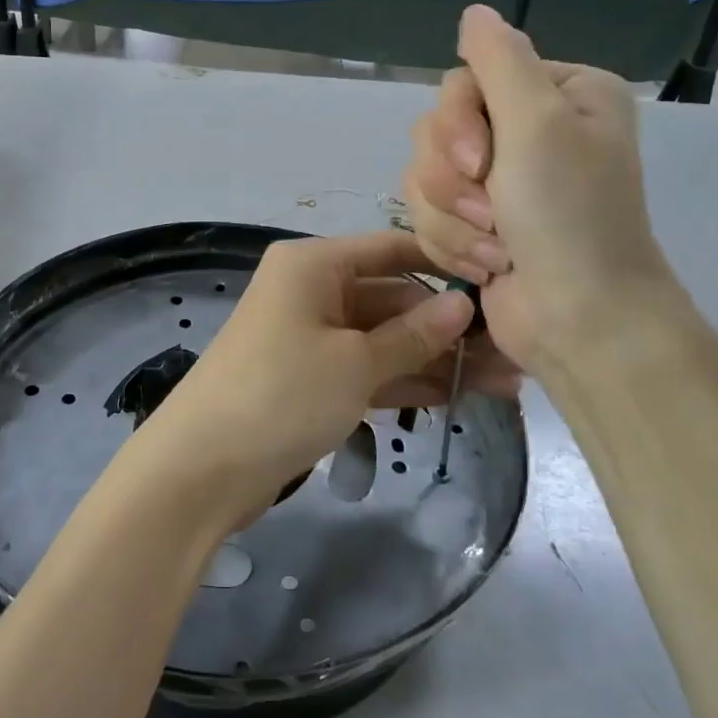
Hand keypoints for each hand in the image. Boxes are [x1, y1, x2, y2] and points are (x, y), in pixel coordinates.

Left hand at [130, 230, 518, 531]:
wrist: (201, 468)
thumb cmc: (280, 394)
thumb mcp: (354, 363)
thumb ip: (413, 335)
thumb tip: (464, 305)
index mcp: (314, 264)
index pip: (392, 249)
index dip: (446, 265)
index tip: (504, 283)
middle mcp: (311, 290)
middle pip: (392, 298)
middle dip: (449, 327)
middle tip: (516, 354)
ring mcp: (310, 336)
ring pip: (384, 339)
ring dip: (436, 359)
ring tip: (505, 382)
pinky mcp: (310, 379)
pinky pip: (366, 369)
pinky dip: (404, 381)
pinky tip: (459, 396)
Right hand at [403, 5, 681, 382]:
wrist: (579, 321)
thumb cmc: (569, 216)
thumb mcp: (539, 122)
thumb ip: (499, 59)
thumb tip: (473, 11)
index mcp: (557, 94)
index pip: (464, 80)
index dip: (457, 124)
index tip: (481, 164)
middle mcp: (528, 130)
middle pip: (436, 130)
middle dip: (453, 181)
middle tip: (494, 212)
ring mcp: (499, 181)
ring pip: (422, 176)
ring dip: (453, 219)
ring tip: (495, 250)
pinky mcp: (474, 223)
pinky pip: (426, 215)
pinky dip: (452, 244)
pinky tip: (488, 267)